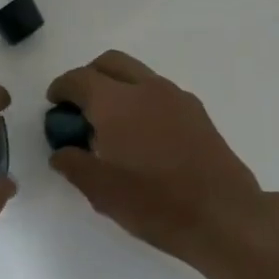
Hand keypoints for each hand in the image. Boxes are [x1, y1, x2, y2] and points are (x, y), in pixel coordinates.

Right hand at [47, 50, 278, 266]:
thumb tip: (61, 151)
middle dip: (89, 77)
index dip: (61, 88)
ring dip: (117, 87)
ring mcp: (176, 97)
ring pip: (138, 74)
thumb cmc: (154, 203)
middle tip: (80, 107)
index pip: (79, 78)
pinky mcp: (197, 112)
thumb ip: (73, 164)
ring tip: (111, 125)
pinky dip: (141, 99)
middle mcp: (146, 88)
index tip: (54, 104)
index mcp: (116, 102)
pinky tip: (142, 135)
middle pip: (110, 63)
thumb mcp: (100, 191)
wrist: (223, 216)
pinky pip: (159, 92)